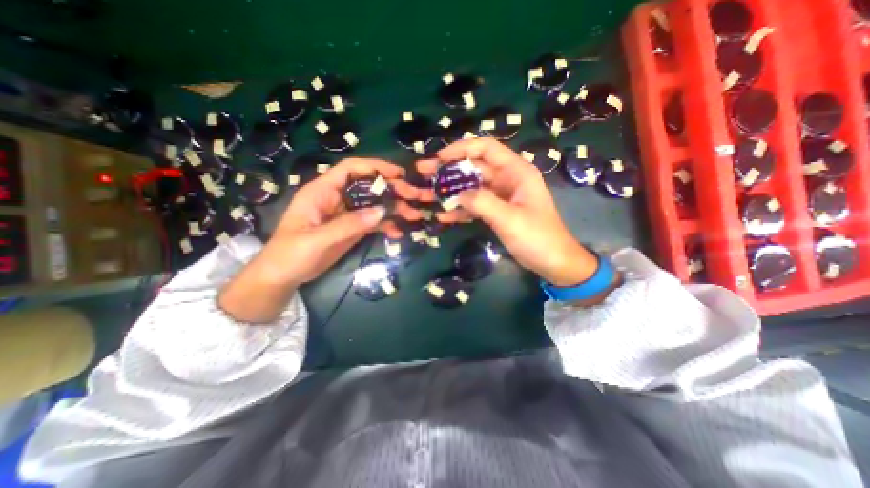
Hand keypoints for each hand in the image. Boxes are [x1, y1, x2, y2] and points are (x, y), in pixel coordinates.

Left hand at [265, 158, 426, 283]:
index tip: (399, 173)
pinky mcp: (352, 228)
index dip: (375, 167)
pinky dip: (387, 225)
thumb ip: (349, 224)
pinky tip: (398, 232)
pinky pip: (373, 222)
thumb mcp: (317, 239)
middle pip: (368, 186)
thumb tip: (382, 211)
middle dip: (393, 189)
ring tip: (414, 215)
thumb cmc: (291, 254)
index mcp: (323, 191)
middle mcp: (337, 198)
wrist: (283, 277)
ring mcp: (347, 214)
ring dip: (395, 208)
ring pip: (375, 204)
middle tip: (414, 197)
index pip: (351, 169)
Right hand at [419, 138, 601, 287]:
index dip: (461, 148)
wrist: (553, 262)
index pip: (486, 148)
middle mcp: (507, 179)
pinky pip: (474, 205)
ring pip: (470, 187)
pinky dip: (459, 210)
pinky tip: (442, 216)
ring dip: (450, 191)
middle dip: (448, 170)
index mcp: (516, 171)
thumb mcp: (509, 219)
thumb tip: (456, 194)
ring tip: (426, 194)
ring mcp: (500, 196)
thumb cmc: (537, 237)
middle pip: (473, 167)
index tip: (439, 157)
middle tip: (424, 172)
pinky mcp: (496, 211)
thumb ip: (482, 202)